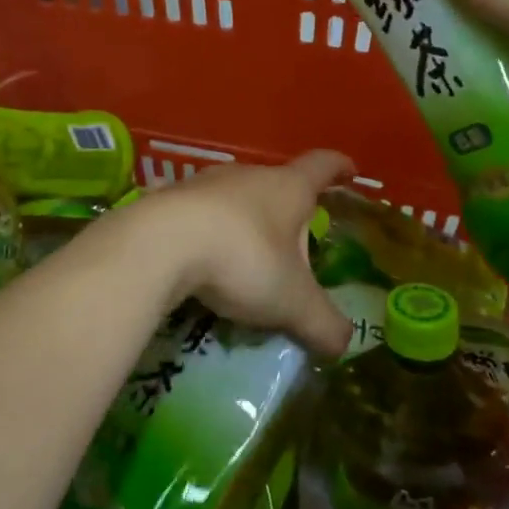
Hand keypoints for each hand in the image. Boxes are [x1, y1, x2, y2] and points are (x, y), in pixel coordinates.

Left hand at [127, 150, 353, 359]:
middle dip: (288, 211)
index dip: (339, 168)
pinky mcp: (168, 201)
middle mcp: (247, 175)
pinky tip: (202, 265)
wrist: (158, 244)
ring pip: (235, 198)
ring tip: (246, 260)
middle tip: (294, 245)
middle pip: (277, 184)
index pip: (322, 166)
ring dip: (244, 223)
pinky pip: (198, 215)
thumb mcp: (292, 301)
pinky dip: (207, 234)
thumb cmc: (242, 258)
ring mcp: (203, 184)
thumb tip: (343, 343)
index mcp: (287, 188)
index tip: (350, 171)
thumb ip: (323, 323)